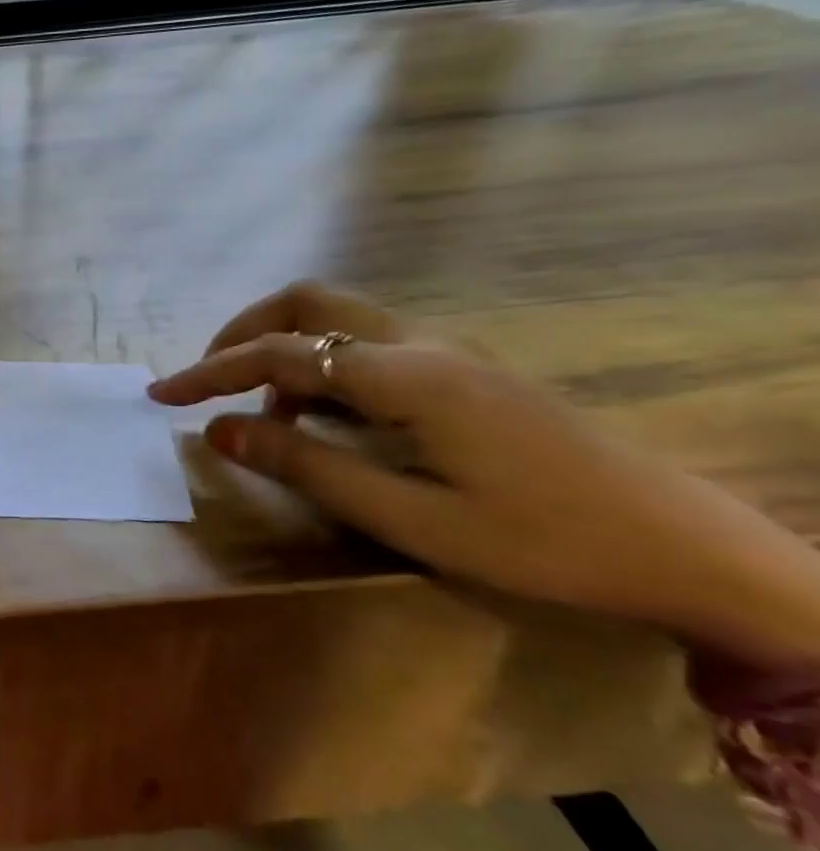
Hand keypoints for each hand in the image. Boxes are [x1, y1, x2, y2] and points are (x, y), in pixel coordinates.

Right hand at [150, 282, 819, 663]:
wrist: (689, 548)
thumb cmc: (544, 542)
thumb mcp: (411, 518)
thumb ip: (307, 466)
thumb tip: (220, 431)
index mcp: (404, 375)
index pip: (278, 353)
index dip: (210, 371)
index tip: (161, 395)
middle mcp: (419, 344)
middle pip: (306, 302)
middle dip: (242, 332)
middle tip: (207, 380)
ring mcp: (445, 351)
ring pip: (336, 317)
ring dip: (281, 346)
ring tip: (260, 409)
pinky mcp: (461, 370)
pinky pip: (366, 343)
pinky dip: (320, 364)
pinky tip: (322, 417)